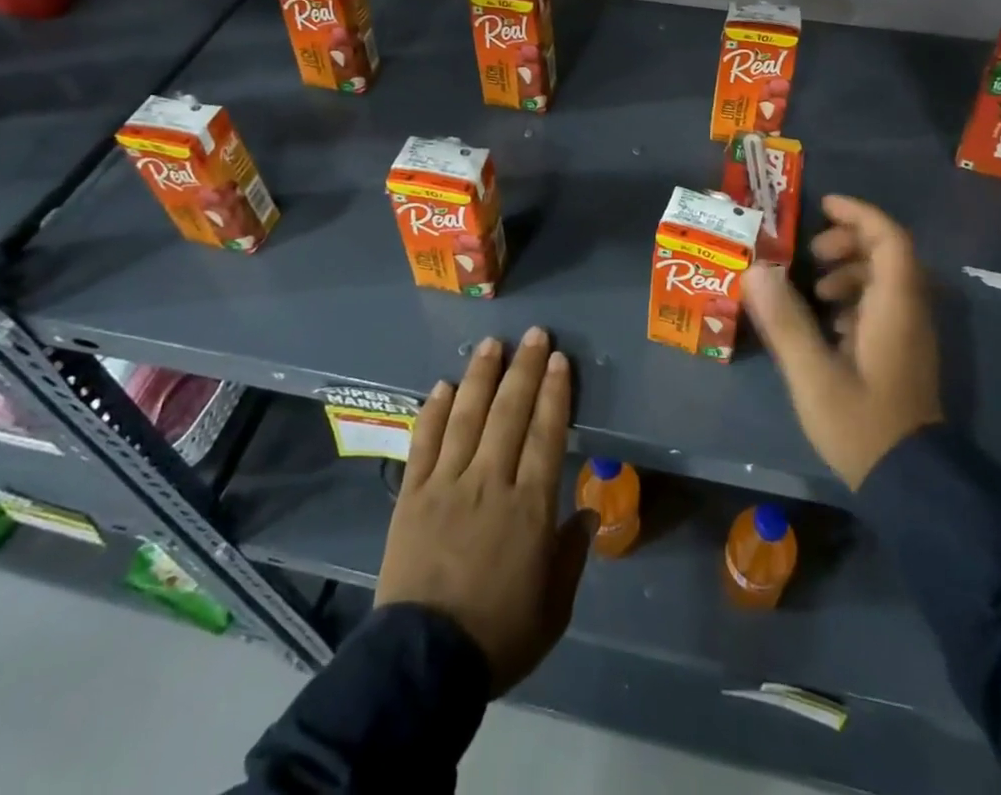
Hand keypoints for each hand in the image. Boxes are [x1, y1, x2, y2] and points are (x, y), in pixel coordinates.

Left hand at [376, 329, 593, 695]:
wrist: (424, 665)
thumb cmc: (499, 636)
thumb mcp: (553, 608)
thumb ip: (571, 555)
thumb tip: (589, 513)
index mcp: (529, 507)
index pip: (546, 433)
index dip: (554, 392)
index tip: (559, 360)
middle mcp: (489, 482)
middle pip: (510, 413)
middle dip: (525, 369)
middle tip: (535, 335)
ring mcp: (446, 483)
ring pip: (467, 416)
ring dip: (481, 376)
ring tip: (492, 344)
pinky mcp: (411, 494)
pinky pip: (424, 442)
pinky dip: (434, 410)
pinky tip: (443, 385)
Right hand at [741, 194, 942, 489]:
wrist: (910, 483)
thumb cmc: (861, 424)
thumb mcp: (812, 373)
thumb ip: (784, 320)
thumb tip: (755, 270)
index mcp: (895, 307)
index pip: (889, 239)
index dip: (858, 214)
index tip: (822, 206)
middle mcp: (910, 312)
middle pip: (888, 253)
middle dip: (847, 242)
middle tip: (810, 255)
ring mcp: (910, 334)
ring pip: (885, 280)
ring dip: (849, 271)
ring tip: (813, 290)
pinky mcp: (902, 353)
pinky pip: (882, 305)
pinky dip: (854, 298)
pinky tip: (826, 323)